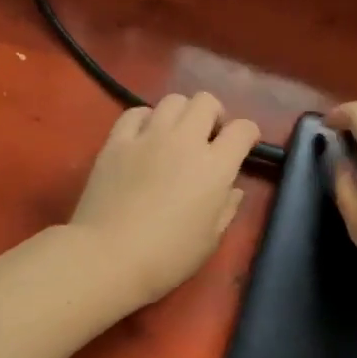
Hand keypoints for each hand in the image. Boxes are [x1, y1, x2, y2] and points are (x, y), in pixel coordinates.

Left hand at [69, 93, 261, 309]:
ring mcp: (148, 136)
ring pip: (172, 100)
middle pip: (206, 102)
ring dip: (182, 113)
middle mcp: (185, 141)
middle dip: (214, 115)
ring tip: (176, 134)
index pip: (242, 130)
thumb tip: (233, 189)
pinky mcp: (116, 141)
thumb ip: (227, 209)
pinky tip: (144, 136)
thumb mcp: (210, 240)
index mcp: (215, 167)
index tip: (244, 145)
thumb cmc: (167, 257)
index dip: (248, 134)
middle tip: (209, 137)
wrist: (108, 257)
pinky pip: (135, 112)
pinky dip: (146, 119)